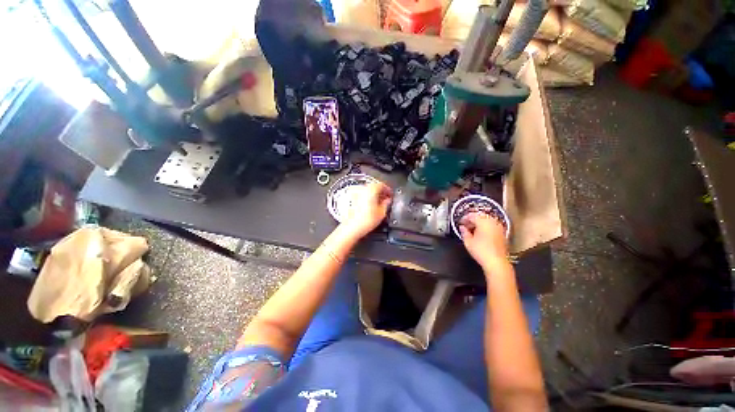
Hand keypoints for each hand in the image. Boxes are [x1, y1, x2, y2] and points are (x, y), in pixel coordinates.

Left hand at [342, 181, 392, 238]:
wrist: (352, 227)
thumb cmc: (365, 220)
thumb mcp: (382, 212)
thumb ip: (386, 204)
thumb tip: (387, 201)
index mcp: (371, 190)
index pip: (382, 185)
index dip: (388, 190)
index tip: (390, 195)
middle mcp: (363, 189)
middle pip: (374, 186)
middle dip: (381, 192)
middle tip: (386, 199)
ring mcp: (356, 193)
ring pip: (368, 190)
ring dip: (374, 194)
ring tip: (379, 203)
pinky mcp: (352, 199)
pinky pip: (362, 195)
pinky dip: (367, 197)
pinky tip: (370, 205)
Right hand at [459, 212, 508, 270]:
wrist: (497, 262)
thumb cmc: (483, 252)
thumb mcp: (468, 241)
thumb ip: (464, 232)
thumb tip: (462, 228)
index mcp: (483, 221)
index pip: (471, 215)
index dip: (464, 218)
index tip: (460, 222)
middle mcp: (492, 222)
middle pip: (480, 217)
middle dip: (472, 220)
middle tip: (465, 226)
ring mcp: (499, 228)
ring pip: (487, 221)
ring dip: (479, 224)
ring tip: (472, 230)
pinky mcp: (502, 234)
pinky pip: (492, 227)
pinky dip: (486, 228)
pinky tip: (481, 235)